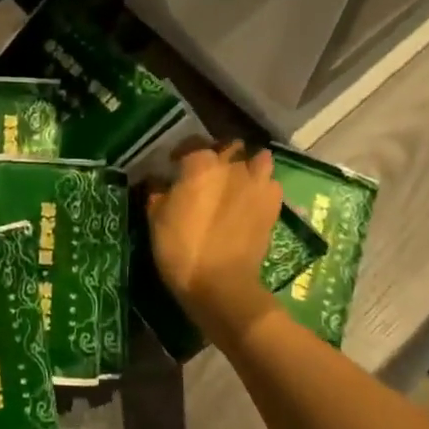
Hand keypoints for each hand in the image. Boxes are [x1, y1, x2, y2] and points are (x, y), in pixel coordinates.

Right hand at [147, 143, 281, 338]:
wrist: (220, 284)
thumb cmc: (181, 248)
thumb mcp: (155, 219)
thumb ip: (157, 192)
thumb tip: (158, 181)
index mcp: (201, 165)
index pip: (192, 143)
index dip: (181, 153)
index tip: (173, 165)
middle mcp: (233, 167)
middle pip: (229, 147)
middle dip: (219, 155)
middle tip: (206, 173)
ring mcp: (257, 185)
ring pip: (258, 159)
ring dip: (247, 165)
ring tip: (236, 180)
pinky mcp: (273, 206)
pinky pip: (271, 183)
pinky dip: (262, 186)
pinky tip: (252, 198)